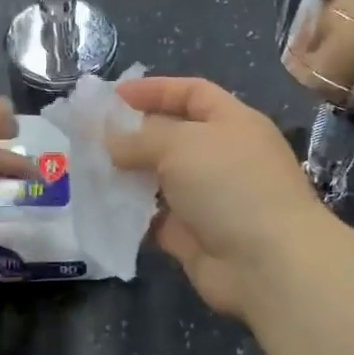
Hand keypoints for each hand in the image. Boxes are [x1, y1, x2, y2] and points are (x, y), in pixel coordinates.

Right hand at [106, 78, 326, 317]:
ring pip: (159, 179)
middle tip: (88, 136)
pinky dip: (130, 213)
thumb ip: (140, 138)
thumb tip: (111, 141)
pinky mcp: (193, 236)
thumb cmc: (230, 185)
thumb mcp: (181, 144)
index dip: (154, 90)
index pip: (191, 93)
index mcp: (232, 123)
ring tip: (85, 169)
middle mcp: (221, 157)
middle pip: (171, 136)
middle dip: (132, 134)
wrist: (268, 264)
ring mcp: (208, 198)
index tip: (112, 96)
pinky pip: (154, 218)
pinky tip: (100, 206)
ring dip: (126, 175)